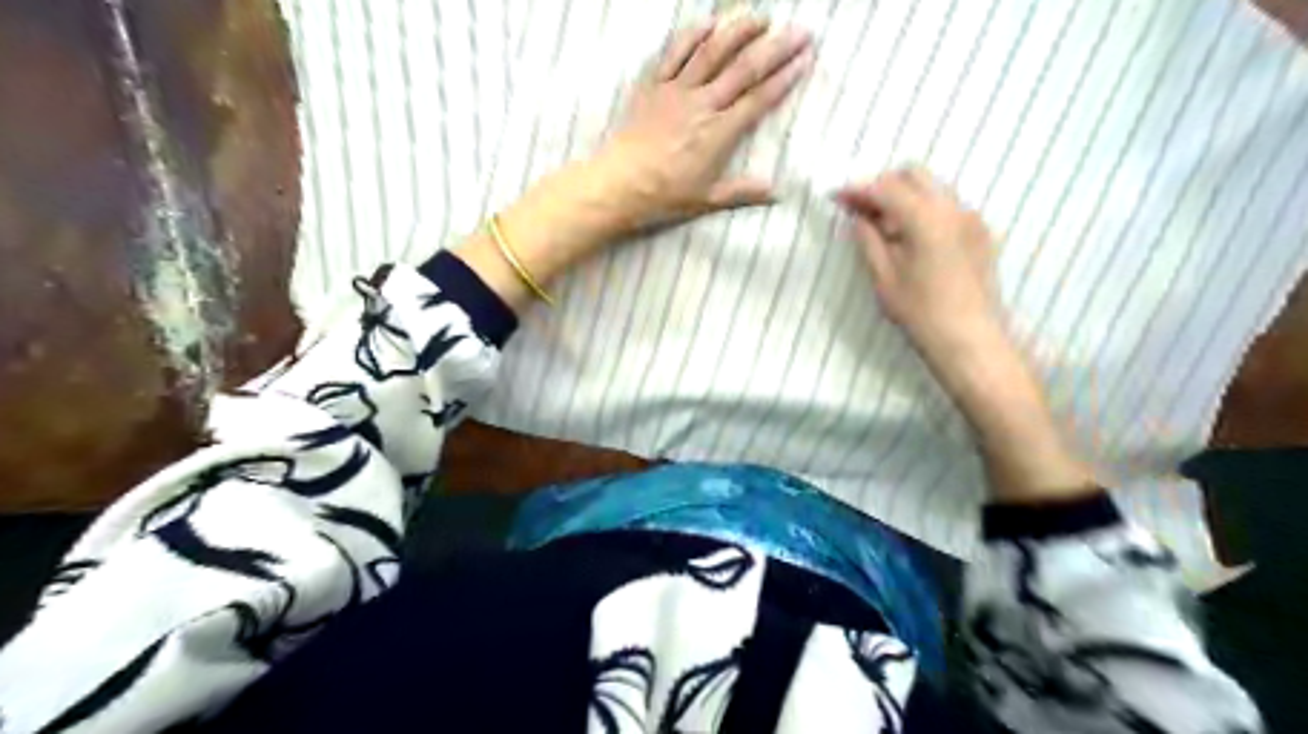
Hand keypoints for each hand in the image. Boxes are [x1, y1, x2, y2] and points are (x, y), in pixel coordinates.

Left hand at [455, 13, 813, 310]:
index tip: (804, 59)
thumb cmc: (664, 196)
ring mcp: (676, 91)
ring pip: (712, 52)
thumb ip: (743, 192)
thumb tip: (776, 193)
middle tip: (799, 31)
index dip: (784, 78)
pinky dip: (692, 35)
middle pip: (744, 69)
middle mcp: (702, 105)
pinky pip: (674, 53)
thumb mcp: (707, 199)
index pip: (759, 99)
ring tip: (759, 18)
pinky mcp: (653, 86)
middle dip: (775, 48)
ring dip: (738, 31)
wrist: (618, 185)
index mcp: (719, 133)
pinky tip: (708, 24)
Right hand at [838, 169, 1095, 503]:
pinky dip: (924, 209)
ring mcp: (971, 218)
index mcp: (926, 218)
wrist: (970, 340)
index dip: (858, 190)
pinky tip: (910, 238)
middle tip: (860, 210)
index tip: (836, 197)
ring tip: (882, 226)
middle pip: (913, 175)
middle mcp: (953, 208)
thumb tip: (859, 218)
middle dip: (883, 186)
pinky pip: (947, 207)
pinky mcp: (980, 233)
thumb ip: (868, 240)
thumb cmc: (921, 313)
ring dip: (904, 196)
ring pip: (932, 189)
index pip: (886, 189)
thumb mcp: (884, 277)